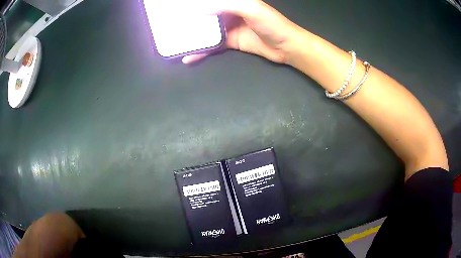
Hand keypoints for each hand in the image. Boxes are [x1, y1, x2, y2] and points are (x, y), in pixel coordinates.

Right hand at [182, 0, 303, 63]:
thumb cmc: (271, 23)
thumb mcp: (250, 8)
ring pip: (207, 30)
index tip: (179, 9)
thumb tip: (200, 10)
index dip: (196, 5)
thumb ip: (226, 5)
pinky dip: (202, 51)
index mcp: (235, 2)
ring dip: (193, 36)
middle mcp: (230, 12)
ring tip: (176, 41)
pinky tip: (189, 56)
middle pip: (206, 15)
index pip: (212, 3)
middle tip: (173, 26)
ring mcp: (230, 28)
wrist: (286, 46)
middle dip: (190, 20)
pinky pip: (213, 45)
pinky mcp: (231, 42)